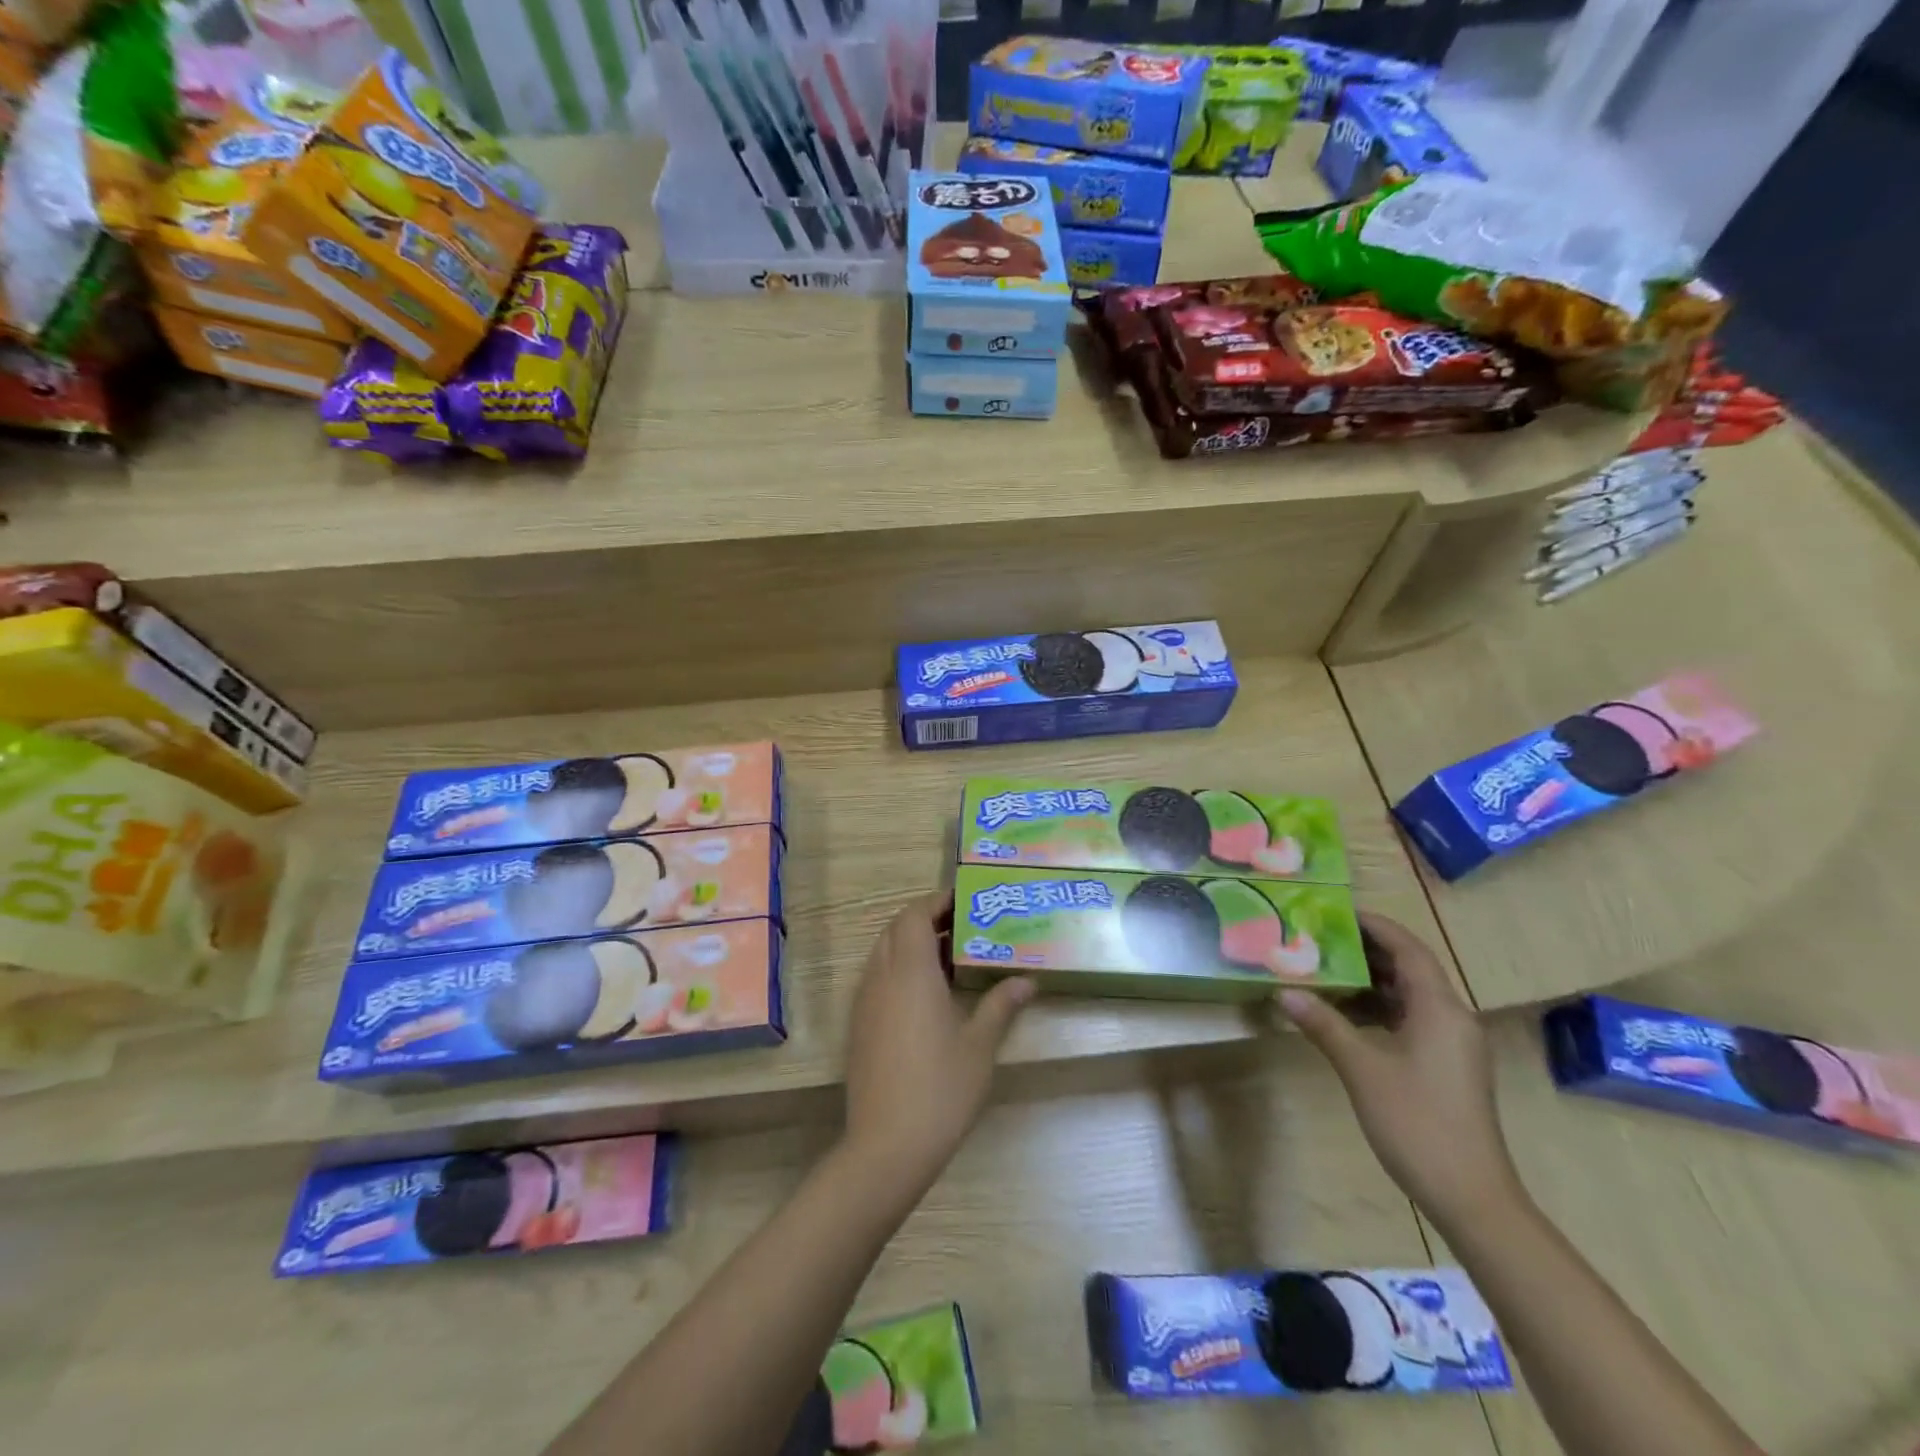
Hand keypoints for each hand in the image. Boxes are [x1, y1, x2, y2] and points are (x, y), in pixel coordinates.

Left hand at [841, 893, 1034, 1205]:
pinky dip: (899, 969)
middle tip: (963, 927)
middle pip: (896, 929)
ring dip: (911, 944)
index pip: (914, 915)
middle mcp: (881, 977)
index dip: (937, 902)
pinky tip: (928, 995)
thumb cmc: (941, 1088)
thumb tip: (1027, 981)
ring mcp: (865, 1002)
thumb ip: (1001, 1005)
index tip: (966, 902)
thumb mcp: (980, 1045)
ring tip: (950, 957)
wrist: (887, 1145)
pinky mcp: (859, 1025)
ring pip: (884, 953)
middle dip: (925, 919)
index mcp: (910, 971)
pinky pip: (877, 978)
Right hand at [1278, 912, 1523, 1230]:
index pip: (1408, 949)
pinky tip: (1345, 1012)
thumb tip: (1284, 991)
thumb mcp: (1362, 1069)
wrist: (1471, 1196)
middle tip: (1320, 937)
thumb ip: (1324, 1025)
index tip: (1336, 911)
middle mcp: (1452, 1017)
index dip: (1375, 926)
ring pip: (1410, 994)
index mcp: (1440, 1009)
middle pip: (1410, 967)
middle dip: (1367, 949)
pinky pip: (1411, 1018)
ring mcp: (1452, 1043)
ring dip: (1371, 979)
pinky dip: (1379, 1007)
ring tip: (1325, 968)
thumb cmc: (1417, 1123)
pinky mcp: (1446, 1064)